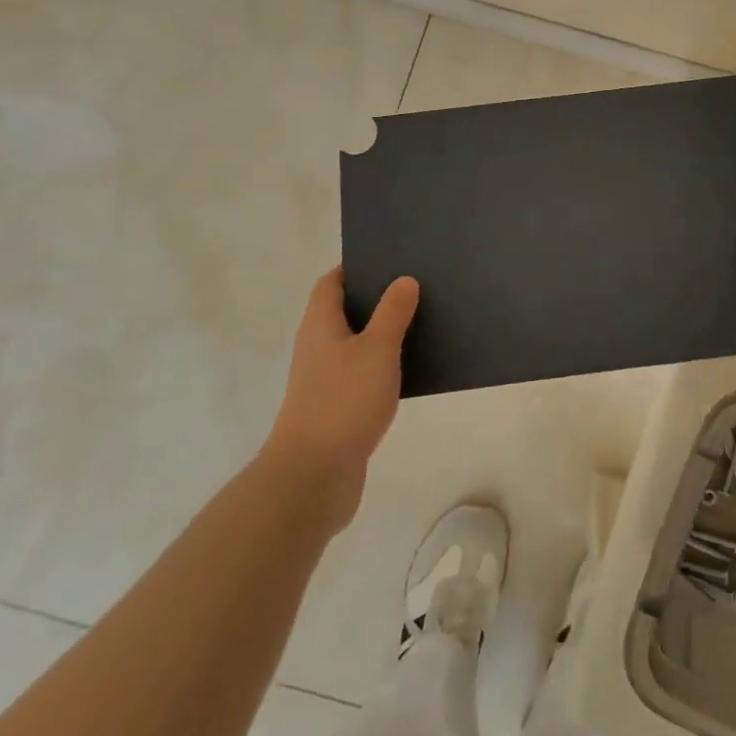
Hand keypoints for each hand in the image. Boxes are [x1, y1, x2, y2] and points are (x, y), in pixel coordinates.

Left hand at [264, 267, 418, 528]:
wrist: (313, 476)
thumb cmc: (344, 401)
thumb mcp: (377, 349)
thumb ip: (393, 313)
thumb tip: (403, 280)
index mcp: (320, 325)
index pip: (331, 283)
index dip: (356, 268)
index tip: (389, 259)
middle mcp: (317, 348)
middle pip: (344, 312)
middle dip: (376, 299)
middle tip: (416, 287)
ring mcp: (324, 381)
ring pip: (356, 345)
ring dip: (383, 334)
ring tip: (422, 322)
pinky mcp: (337, 409)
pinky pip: (362, 375)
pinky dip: (383, 366)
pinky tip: (412, 370)